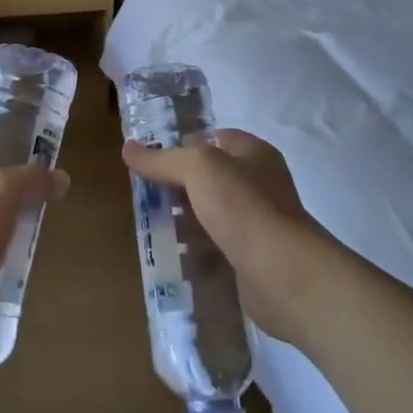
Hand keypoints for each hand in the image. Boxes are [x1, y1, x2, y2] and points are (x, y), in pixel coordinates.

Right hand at [121, 129, 327, 341]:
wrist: (284, 274)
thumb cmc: (243, 208)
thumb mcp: (198, 168)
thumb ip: (162, 159)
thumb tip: (128, 148)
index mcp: (253, 154)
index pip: (213, 138)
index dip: (182, 144)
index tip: (150, 159)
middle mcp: (259, 184)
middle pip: (208, 179)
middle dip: (177, 188)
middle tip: (144, 197)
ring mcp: (257, 223)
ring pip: (209, 216)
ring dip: (183, 223)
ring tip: (152, 230)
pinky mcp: (251, 258)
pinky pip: (216, 249)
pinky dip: (195, 253)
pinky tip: (172, 259)